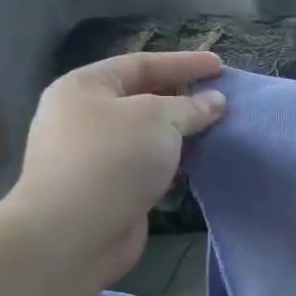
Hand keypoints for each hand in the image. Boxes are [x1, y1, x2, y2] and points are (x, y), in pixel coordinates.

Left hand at [3, 52, 226, 286]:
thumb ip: (191, 107)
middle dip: (183, 98)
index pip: (141, 64)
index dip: (183, 63)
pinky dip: (173, 161)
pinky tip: (199, 163)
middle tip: (221, 100)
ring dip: (181, 133)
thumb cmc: (113, 159)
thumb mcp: (159, 119)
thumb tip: (216, 102)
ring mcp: (94, 155)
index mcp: (85, 87)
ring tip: (217, 131)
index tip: (220, 66)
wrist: (74, 232)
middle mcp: (84, 117)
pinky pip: (147, 164)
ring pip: (147, 134)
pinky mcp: (108, 188)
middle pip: (142, 98)